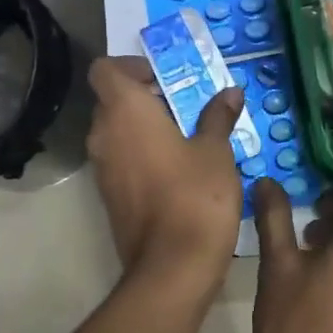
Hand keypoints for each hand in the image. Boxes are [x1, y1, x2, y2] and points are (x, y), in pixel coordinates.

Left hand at [86, 56, 245, 285]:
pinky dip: (142, 153)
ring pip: (117, 131)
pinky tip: (179, 168)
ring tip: (187, 136)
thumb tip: (230, 93)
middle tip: (186, 106)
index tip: (164, 78)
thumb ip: (218, 117)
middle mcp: (103, 134)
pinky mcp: (109, 195)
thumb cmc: (196, 195)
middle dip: (145, 97)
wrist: (172, 265)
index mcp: (125, 111)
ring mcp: (102, 168)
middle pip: (112, 100)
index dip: (130, 66)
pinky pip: (121, 159)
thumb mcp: (216, 150)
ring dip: (145, 127)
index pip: (105, 69)